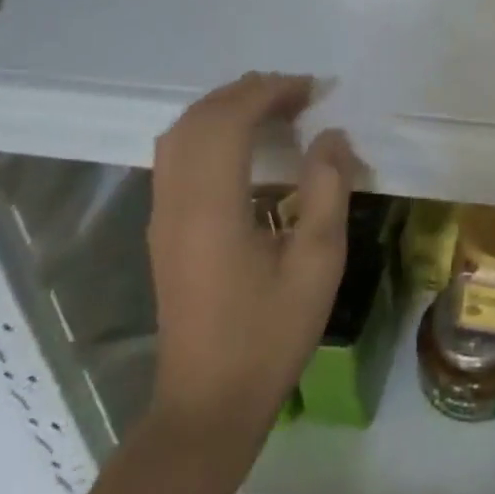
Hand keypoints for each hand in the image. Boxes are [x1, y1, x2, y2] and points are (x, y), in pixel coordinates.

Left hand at [146, 72, 362, 447]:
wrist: (209, 403)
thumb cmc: (270, 333)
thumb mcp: (318, 261)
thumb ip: (328, 189)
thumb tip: (331, 135)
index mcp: (211, 208)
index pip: (228, 121)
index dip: (270, 92)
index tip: (314, 90)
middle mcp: (176, 203)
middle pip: (198, 119)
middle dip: (248, 92)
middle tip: (300, 94)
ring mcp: (163, 217)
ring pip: (180, 135)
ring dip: (227, 109)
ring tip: (278, 108)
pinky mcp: (164, 230)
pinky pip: (178, 157)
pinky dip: (212, 132)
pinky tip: (249, 145)